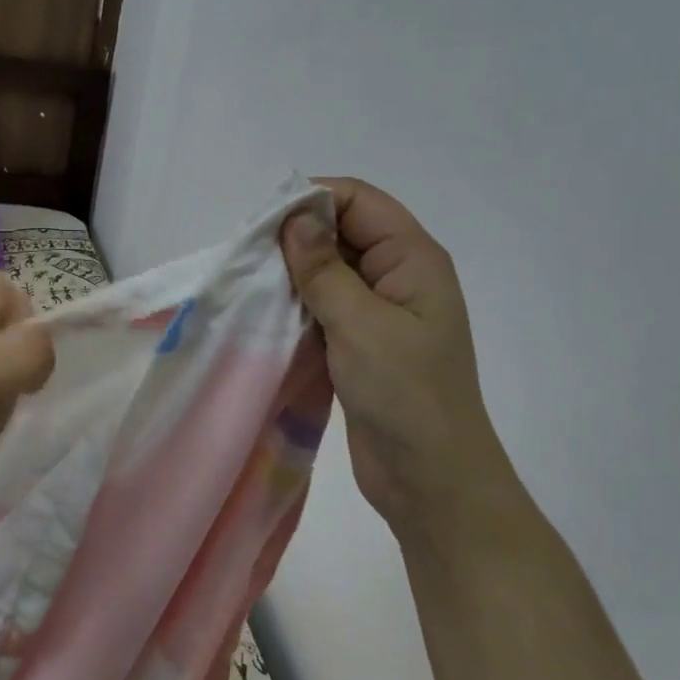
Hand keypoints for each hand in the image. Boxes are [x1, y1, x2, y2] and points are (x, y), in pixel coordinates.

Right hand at [282, 179, 517, 543]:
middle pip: (342, 231)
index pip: (359, 201)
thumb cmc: (406, 395)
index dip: (313, 199)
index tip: (264, 222)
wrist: (431, 480)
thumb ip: (324, 269)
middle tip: (247, 255)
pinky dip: (297, 304)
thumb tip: (295, 218)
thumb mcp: (361, 325)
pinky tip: (265, 312)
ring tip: (249, 282)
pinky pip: (324, 306)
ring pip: (329, 270)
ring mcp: (379, 311)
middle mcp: (398, 275)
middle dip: (296, 235)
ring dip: (292, 273)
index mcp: (413, 259)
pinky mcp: (360, 342)